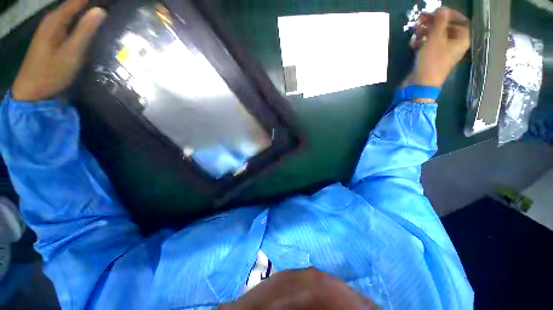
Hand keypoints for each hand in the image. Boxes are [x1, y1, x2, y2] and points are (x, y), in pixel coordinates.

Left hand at [11, 0, 106, 101]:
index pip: (79, 0)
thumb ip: (85, 31)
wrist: (32, 90)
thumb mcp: (71, 52)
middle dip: (95, 3)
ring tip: (108, 12)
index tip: (113, 1)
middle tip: (114, 6)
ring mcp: (53, 28)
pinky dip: (84, 20)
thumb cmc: (51, 72)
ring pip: (75, 12)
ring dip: (90, 11)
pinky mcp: (55, 37)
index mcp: (56, 19)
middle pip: (77, 4)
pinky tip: (94, 23)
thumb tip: (102, 11)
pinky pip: (72, 22)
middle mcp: (54, 19)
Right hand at [408, 8, 470, 86]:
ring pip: (436, 35)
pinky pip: (429, 44)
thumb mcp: (435, 39)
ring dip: (425, 31)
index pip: (460, 20)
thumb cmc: (431, 61)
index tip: (436, 12)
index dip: (449, 14)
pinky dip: (422, 42)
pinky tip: (413, 43)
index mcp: (461, 39)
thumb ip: (439, 22)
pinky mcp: (432, 57)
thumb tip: (442, 8)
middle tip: (422, 19)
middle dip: (434, 22)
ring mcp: (443, 51)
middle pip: (446, 27)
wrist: (421, 84)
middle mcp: (454, 44)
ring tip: (416, 31)